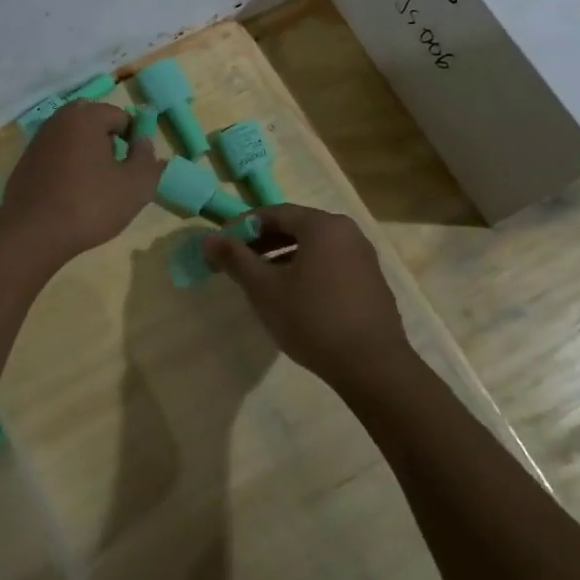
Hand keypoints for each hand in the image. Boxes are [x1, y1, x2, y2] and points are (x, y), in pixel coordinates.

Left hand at [0, 100, 162, 270]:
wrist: (32, 233)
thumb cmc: (90, 205)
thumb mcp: (136, 186)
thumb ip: (147, 159)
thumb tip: (144, 142)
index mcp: (86, 117)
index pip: (121, 116)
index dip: (134, 139)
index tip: (135, 167)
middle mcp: (58, 120)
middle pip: (94, 124)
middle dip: (109, 144)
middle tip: (116, 174)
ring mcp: (37, 141)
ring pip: (73, 140)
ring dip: (87, 155)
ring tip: (95, 188)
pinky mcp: (24, 163)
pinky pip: (56, 156)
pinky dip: (67, 168)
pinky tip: (70, 196)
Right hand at [202, 204, 411, 379]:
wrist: (372, 366)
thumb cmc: (312, 319)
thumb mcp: (264, 289)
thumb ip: (235, 259)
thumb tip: (208, 240)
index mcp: (323, 225)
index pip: (274, 213)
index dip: (242, 227)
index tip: (221, 246)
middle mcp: (347, 232)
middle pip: (296, 227)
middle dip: (262, 242)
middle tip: (237, 263)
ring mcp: (363, 257)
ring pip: (313, 247)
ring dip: (283, 258)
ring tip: (260, 281)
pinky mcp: (371, 281)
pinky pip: (330, 264)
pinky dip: (306, 270)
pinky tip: (293, 297)